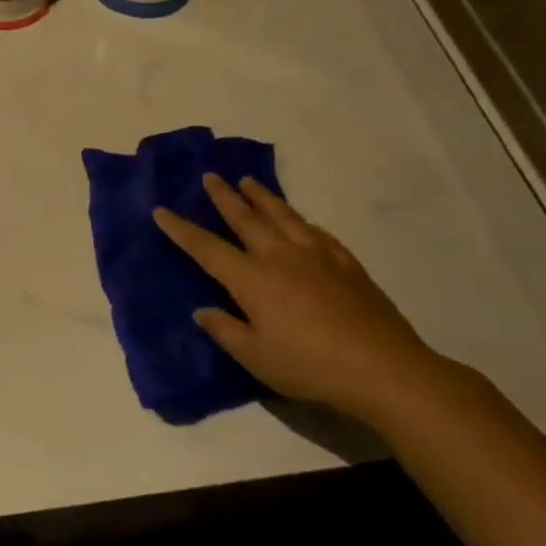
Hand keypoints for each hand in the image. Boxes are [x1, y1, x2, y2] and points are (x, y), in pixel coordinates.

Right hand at [153, 174, 442, 423]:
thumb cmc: (309, 366)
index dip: (181, 229)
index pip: (207, 248)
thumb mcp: (255, 357)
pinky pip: (316, 232)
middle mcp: (281, 257)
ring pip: (283, 216)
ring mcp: (317, 256)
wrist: (384, 369)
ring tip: (248, 182)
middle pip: (246, 219)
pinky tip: (300, 220)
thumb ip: (225, 330)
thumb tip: (202, 310)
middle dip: (225, 197)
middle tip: (210, 176)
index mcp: (252, 279)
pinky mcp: (347, 264)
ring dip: (262, 197)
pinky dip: (300, 220)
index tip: (161, 210)